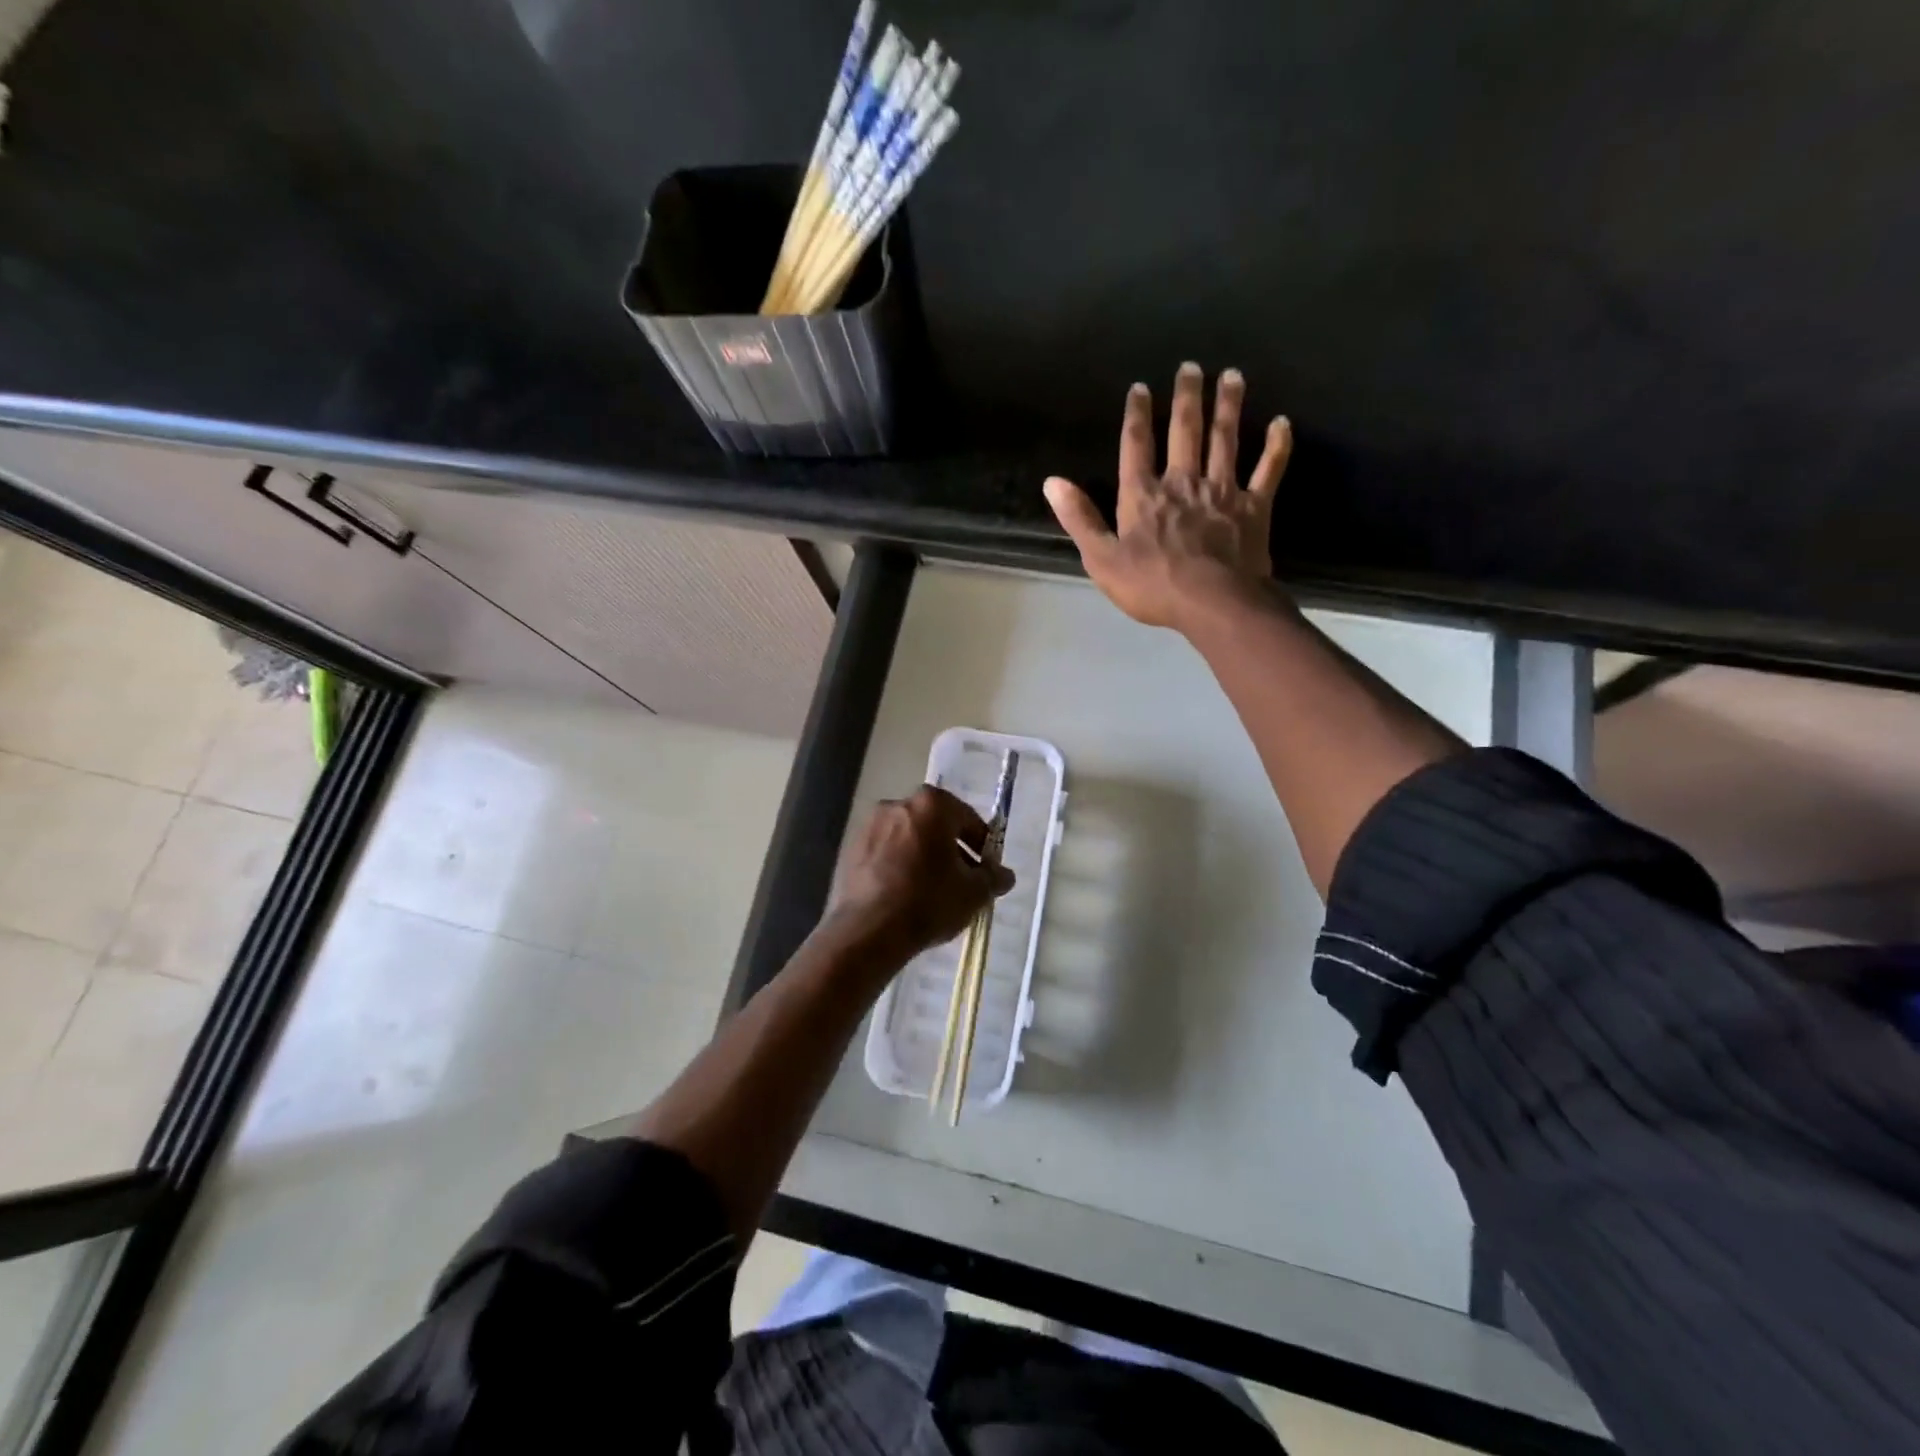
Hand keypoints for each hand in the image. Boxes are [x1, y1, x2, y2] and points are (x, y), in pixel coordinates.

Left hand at [822, 786, 1015, 966]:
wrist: (868, 931)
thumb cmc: (928, 901)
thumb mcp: (973, 893)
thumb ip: (993, 878)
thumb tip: (1005, 875)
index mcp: (932, 804)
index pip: (968, 819)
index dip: (981, 845)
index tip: (986, 870)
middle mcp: (898, 804)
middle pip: (935, 825)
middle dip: (951, 849)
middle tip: (962, 880)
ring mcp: (869, 825)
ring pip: (908, 838)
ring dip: (923, 856)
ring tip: (932, 890)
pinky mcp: (850, 848)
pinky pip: (885, 852)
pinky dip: (898, 865)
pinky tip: (905, 894)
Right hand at [1044, 363, 1292, 633]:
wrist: (1213, 604)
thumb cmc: (1152, 586)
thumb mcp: (1102, 559)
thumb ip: (1080, 519)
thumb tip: (1053, 482)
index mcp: (1144, 496)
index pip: (1136, 446)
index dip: (1136, 415)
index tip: (1140, 387)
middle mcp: (1183, 482)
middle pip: (1185, 431)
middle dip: (1186, 397)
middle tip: (1191, 366)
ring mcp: (1222, 491)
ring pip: (1226, 440)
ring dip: (1228, 406)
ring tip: (1233, 376)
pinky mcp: (1254, 507)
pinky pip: (1268, 470)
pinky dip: (1276, 446)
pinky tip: (1282, 423)